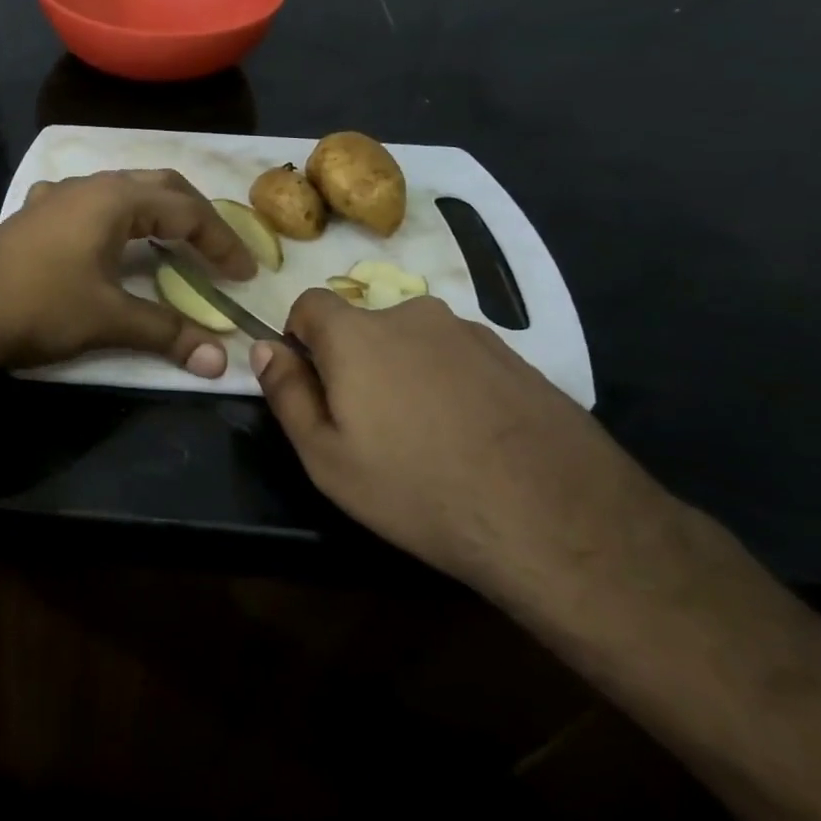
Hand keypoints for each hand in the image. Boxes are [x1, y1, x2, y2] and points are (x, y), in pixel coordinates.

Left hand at [0, 169, 256, 377]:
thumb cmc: (39, 306)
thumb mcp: (109, 319)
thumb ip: (168, 333)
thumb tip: (221, 360)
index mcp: (114, 199)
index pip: (186, 211)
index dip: (221, 242)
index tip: (243, 275)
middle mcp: (88, 186)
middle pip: (158, 187)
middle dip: (194, 216)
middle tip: (216, 251)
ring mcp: (56, 196)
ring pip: (121, 190)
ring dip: (154, 213)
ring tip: (172, 242)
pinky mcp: (33, 215)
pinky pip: (89, 203)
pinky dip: (116, 217)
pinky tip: (105, 238)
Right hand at [250, 290, 655, 592]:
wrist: (556, 518)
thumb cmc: (417, 489)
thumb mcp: (326, 458)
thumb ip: (286, 394)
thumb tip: (265, 347)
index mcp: (357, 334)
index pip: (310, 303)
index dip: (299, 337)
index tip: (312, 384)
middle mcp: (412, 315)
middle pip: (364, 325)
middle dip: (355, 362)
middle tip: (371, 427)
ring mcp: (471, 332)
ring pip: (414, 342)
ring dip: (406, 373)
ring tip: (428, 438)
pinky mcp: (516, 357)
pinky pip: (459, 359)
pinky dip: (451, 384)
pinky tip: (472, 438)